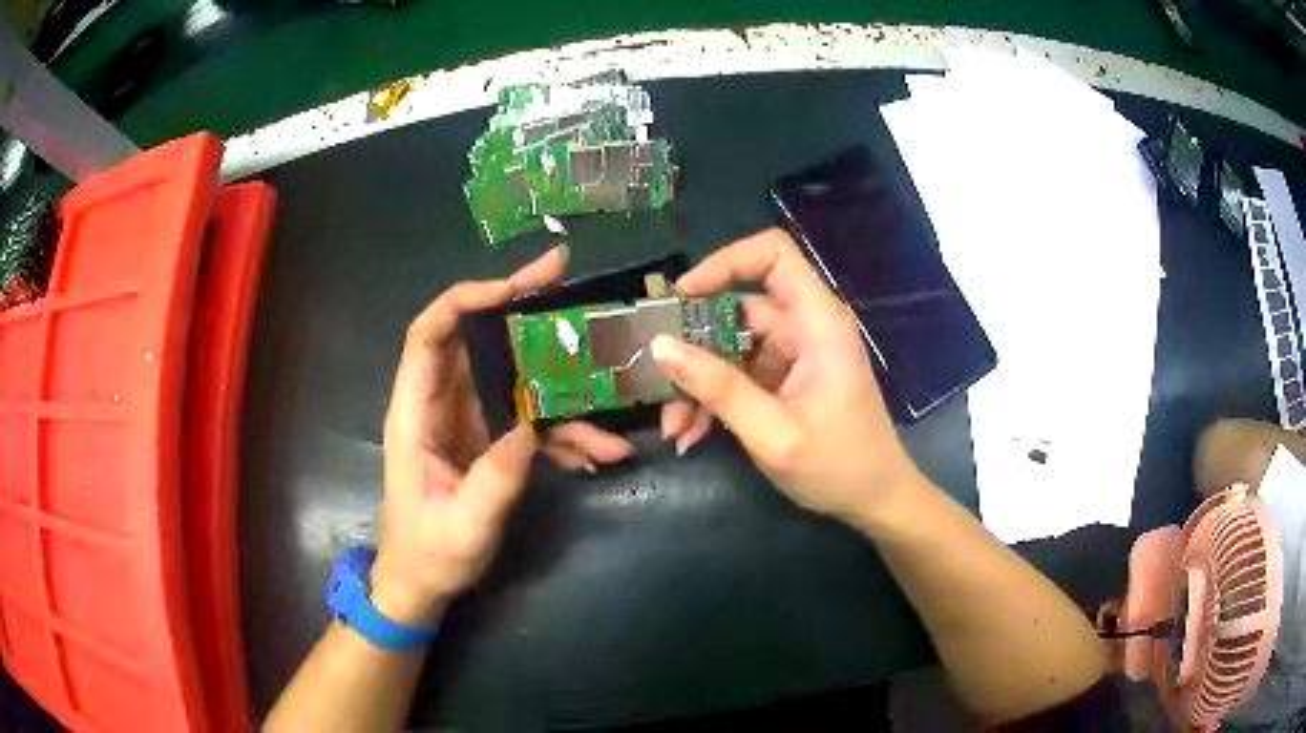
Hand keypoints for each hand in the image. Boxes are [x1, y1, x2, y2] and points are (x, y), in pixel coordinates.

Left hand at [371, 247, 633, 624]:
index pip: (428, 336)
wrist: (421, 585)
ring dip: (556, 376)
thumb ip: (495, 480)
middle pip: (474, 337)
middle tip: (566, 283)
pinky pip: (527, 418)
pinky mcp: (487, 440)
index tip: (516, 289)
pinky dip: (562, 430)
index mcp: (415, 414)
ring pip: (510, 375)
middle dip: (519, 308)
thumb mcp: (463, 527)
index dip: (465, 301)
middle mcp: (439, 404)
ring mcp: (465, 420)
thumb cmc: (428, 556)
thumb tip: (531, 429)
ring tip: (608, 381)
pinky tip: (598, 452)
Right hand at [655, 229, 922, 523]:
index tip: (681, 296)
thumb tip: (661, 347)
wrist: (876, 501)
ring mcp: (794, 354)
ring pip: (730, 345)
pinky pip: (738, 373)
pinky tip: (691, 433)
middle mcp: (805, 327)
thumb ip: (720, 390)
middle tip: (658, 377)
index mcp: (818, 323)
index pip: (773, 255)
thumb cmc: (839, 468)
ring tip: (674, 425)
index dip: (724, 262)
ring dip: (697, 381)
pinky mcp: (785, 378)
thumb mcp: (775, 435)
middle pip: (739, 305)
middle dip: (694, 343)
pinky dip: (713, 398)